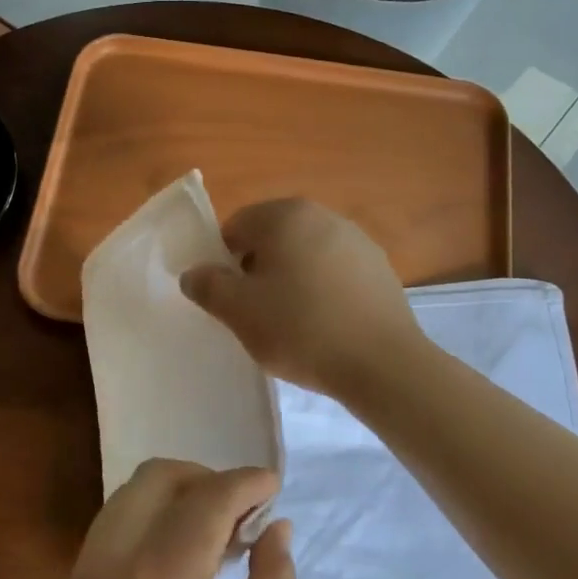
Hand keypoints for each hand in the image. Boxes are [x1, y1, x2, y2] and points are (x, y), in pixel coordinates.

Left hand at [56, 460, 294, 578]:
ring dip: (171, 500)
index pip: (207, 497)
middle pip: (154, 479)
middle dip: (202, 479)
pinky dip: (144, 527)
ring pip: (125, 502)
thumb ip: (273, 572)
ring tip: (212, 536)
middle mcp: (111, 562)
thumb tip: (276, 526)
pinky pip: (108, 535)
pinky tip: (176, 563)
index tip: (273, 485)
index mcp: (163, 573)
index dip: (246, 483)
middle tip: (240, 511)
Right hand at [181, 198, 420, 396]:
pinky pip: (335, 273)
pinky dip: (322, 291)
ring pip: (305, 255)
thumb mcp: (239, 311)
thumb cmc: (301, 328)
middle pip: (272, 238)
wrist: (382, 363)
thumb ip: (208, 286)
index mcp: (285, 215)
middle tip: (255, 312)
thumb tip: (194, 273)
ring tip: (291, 323)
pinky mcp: (380, 268)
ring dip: (291, 280)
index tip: (229, 298)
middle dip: (258, 270)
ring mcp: (357, 240)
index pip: (236, 227)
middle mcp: (323, 215)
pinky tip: (324, 325)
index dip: (223, 262)